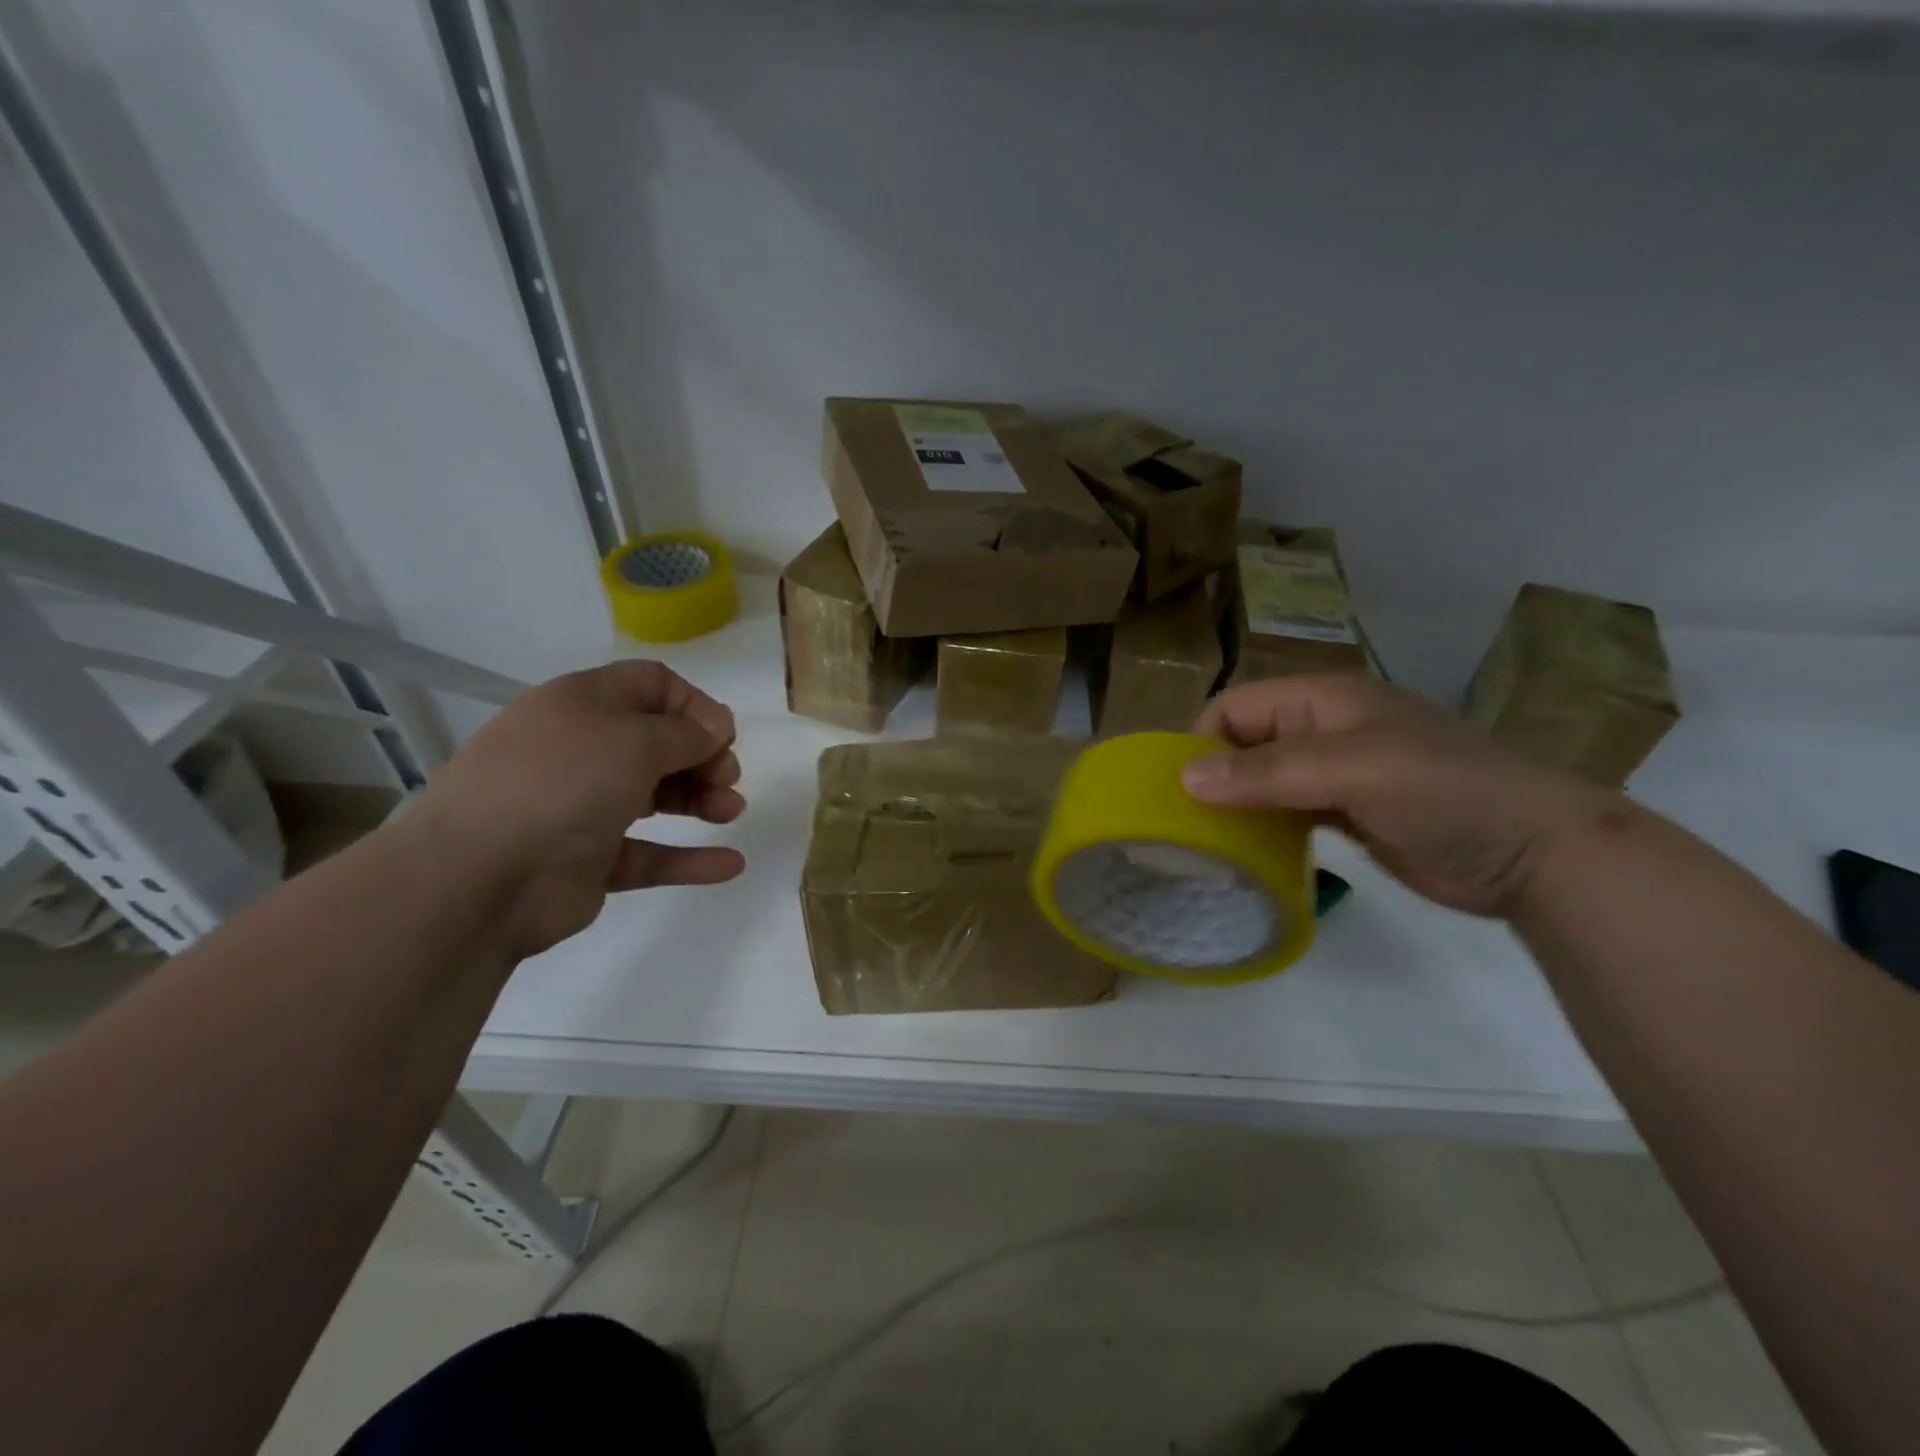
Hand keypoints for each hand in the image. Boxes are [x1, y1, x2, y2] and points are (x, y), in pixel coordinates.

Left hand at [418, 661, 745, 954]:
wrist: (480, 877)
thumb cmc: (563, 784)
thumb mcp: (635, 740)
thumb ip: (687, 732)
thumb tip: (716, 726)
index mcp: (584, 704)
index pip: (651, 685)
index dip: (694, 704)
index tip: (723, 736)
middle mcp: (583, 749)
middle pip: (659, 741)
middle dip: (703, 755)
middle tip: (727, 778)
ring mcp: (584, 806)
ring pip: (656, 794)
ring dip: (702, 800)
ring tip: (731, 812)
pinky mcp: (590, 859)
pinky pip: (649, 854)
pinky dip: (689, 858)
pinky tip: (731, 863)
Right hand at [1183, 674, 1609, 916]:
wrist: (1535, 853)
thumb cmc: (1443, 792)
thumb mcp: (1353, 770)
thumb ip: (1269, 771)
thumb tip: (1185, 778)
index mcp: (1322, 699)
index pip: (1235, 708)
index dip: (1202, 743)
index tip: (1181, 793)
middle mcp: (1322, 729)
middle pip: (1244, 743)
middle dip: (1213, 777)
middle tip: (1187, 825)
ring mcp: (1337, 773)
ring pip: (1263, 780)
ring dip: (1236, 805)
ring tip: (1207, 844)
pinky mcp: (1347, 813)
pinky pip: (1287, 812)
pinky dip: (1264, 828)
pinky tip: (1248, 854)